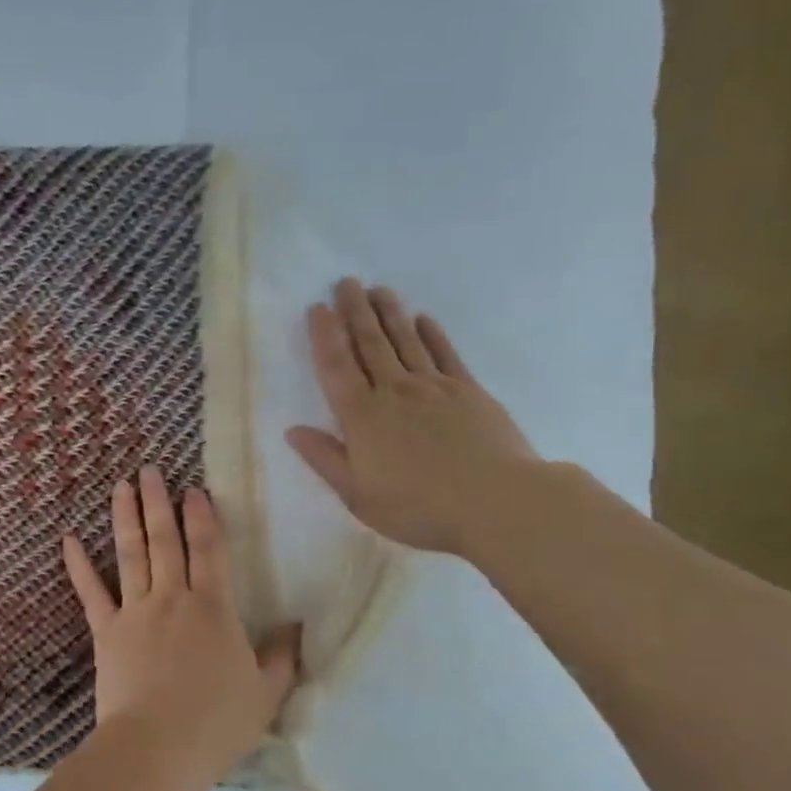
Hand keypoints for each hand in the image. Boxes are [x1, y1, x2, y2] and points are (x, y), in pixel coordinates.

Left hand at [62, 468, 299, 781]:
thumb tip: (298, 628)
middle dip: (159, 502)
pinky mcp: (106, 631)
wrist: (157, 749)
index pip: (209, 550)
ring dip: (126, 518)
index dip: (203, 517)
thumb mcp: (265, 694)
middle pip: (166, 540)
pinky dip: (78, 565)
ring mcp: (135, 611)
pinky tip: (68, 539)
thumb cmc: (216, 723)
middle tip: (150, 470)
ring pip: (131, 554)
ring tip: (121, 486)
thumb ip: (282, 658)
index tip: (194, 489)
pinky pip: (90, 592)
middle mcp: (173, 598)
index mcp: (214, 608)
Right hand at [285, 278, 540, 554]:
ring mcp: (435, 387)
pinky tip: (423, 319)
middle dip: (355, 311)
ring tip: (378, 289)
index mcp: (362, 417)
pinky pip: (445, 354)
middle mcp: (395, 392)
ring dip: (389, 313)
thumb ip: (325, 460)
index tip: (317, 307)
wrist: (498, 503)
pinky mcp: (469, 391)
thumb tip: (293, 431)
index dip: (324, 335)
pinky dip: (431, 334)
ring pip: (405, 341)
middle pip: (369, 344)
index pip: (336, 366)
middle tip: (346, 282)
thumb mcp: (359, 496)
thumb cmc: (420, 507)